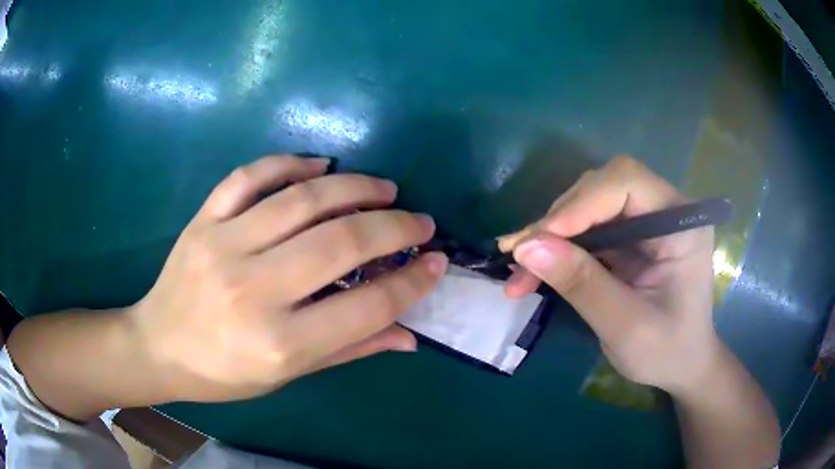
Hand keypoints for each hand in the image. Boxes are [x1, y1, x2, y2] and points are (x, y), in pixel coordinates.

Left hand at [129, 155, 447, 402]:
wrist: (158, 346)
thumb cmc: (223, 372)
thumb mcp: (287, 376)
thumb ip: (349, 350)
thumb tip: (408, 335)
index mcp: (279, 343)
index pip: (366, 306)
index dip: (411, 282)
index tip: (437, 262)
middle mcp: (253, 290)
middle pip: (340, 243)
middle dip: (394, 227)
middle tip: (420, 221)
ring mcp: (223, 246)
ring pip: (301, 200)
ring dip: (354, 188)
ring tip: (384, 189)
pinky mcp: (203, 220)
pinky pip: (250, 177)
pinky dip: (289, 163)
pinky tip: (320, 165)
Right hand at [498, 156, 717, 394]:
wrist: (681, 365)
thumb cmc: (666, 351)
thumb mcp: (625, 326)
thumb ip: (582, 284)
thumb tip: (526, 247)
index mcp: (681, 224)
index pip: (627, 183)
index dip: (581, 203)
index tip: (539, 239)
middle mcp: (664, 210)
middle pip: (602, 189)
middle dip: (559, 221)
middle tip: (519, 256)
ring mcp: (645, 222)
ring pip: (587, 207)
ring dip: (550, 236)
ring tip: (519, 272)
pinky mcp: (629, 238)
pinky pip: (586, 230)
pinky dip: (557, 249)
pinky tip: (533, 272)